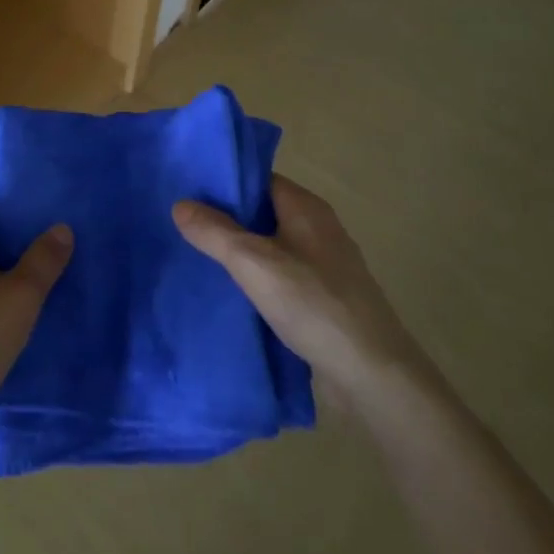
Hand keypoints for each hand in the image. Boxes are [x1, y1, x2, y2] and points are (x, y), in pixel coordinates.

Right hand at [173, 174, 417, 406]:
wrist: (373, 375)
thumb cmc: (313, 304)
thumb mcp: (253, 263)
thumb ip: (215, 232)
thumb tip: (180, 204)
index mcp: (306, 207)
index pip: (258, 178)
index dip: (224, 182)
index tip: (188, 191)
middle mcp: (318, 228)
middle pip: (264, 211)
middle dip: (227, 218)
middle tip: (185, 226)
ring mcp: (326, 265)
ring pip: (273, 246)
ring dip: (242, 252)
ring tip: (200, 259)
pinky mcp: (327, 299)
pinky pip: (284, 276)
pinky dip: (259, 279)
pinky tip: (234, 295)